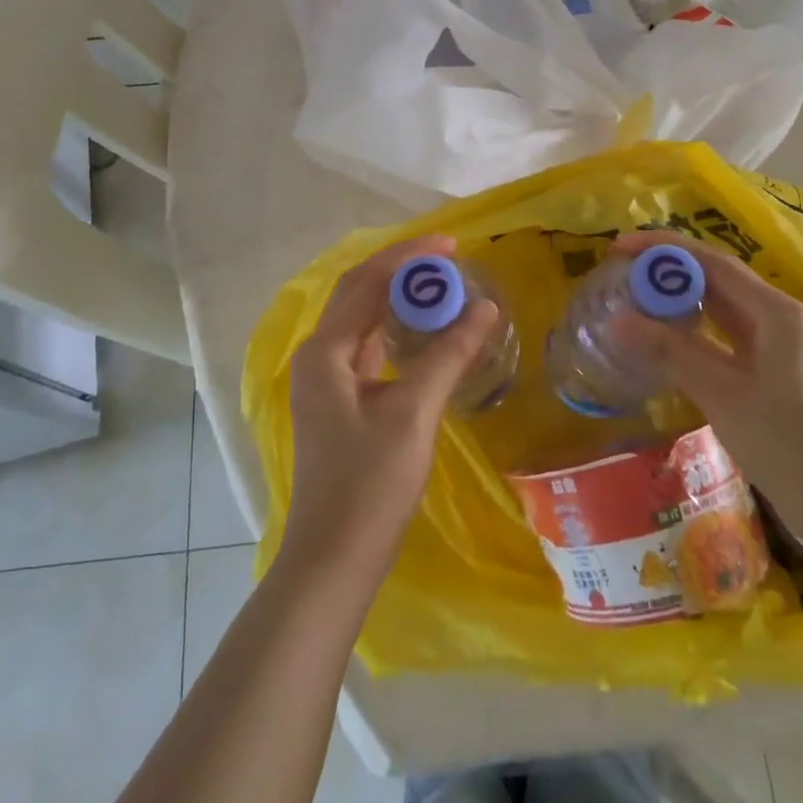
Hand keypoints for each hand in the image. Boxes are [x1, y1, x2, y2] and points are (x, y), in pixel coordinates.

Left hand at [277, 234, 499, 593]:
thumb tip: (484, 307)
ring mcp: (326, 380)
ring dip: (397, 299)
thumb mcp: (413, 413)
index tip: (451, 244)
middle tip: (449, 261)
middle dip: (401, 271)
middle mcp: (318, 356)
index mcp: (325, 350)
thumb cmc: (370, 485)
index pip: (366, 282)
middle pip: (358, 294)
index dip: (407, 257)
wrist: (334, 558)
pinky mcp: (340, 401)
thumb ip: (448, 355)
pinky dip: (395, 329)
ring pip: (362, 320)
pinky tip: (424, 332)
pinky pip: (367, 347)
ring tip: (442, 288)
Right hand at [609, 230, 802, 549]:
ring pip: (718, 308)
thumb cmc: (788, 444)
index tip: (620, 247)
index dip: (664, 249)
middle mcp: (776, 318)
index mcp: (774, 312)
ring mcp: (775, 346)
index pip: (712, 262)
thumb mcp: (723, 394)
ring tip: (632, 298)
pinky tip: (661, 339)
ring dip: (677, 300)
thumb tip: (618, 319)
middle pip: (715, 279)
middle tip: (620, 272)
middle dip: (668, 271)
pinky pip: (722, 337)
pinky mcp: (769, 372)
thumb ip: (671, 351)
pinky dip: (690, 332)